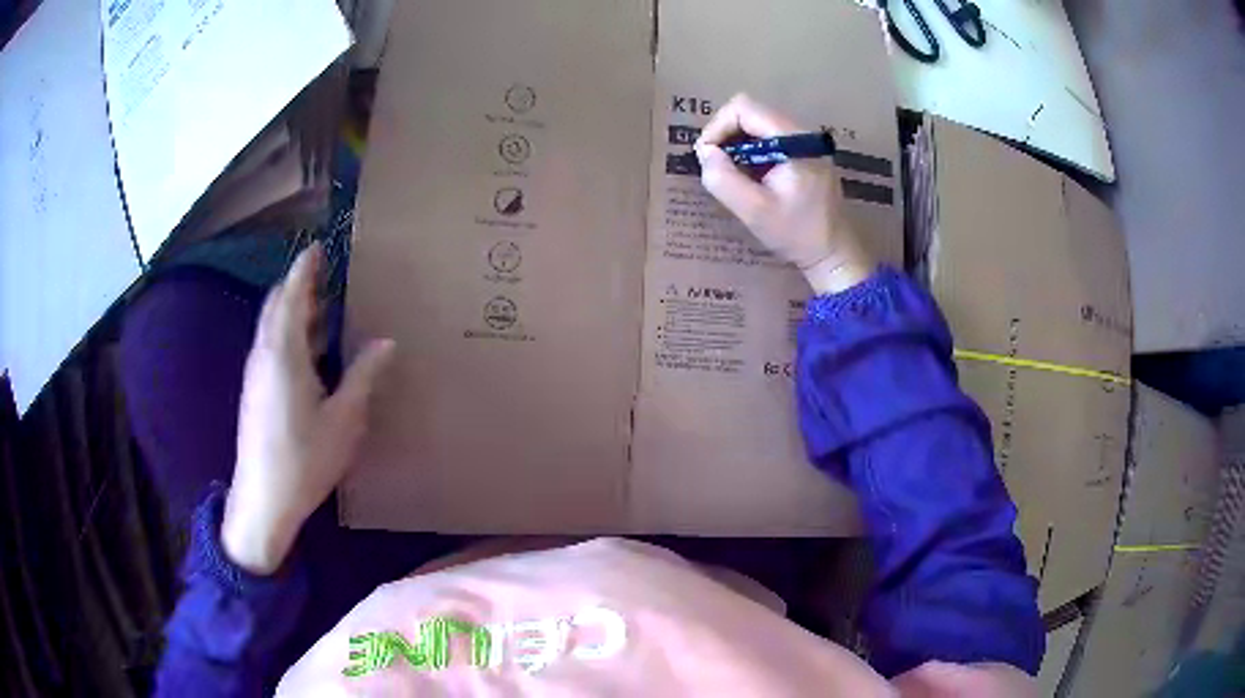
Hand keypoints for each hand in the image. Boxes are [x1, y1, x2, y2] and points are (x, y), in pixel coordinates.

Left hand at [222, 243, 394, 574]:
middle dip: (297, 285)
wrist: (263, 498)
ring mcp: (256, 373)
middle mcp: (264, 354)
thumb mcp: (344, 418)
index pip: (291, 295)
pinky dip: (286, 332)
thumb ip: (363, 375)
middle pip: (276, 305)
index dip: (304, 269)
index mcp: (285, 352)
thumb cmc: (305, 458)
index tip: (316, 247)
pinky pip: (270, 345)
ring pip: (271, 326)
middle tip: (322, 273)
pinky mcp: (254, 390)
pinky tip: (307, 350)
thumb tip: (385, 342)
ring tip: (320, 306)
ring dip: (291, 309)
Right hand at [694, 94, 874, 294]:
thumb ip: (724, 179)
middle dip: (725, 135)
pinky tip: (749, 177)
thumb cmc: (797, 234)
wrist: (833, 254)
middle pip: (750, 112)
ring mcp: (805, 141)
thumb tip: (704, 152)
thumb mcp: (754, 211)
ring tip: (731, 175)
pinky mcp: (804, 152)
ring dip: (736, 144)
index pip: (744, 108)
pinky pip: (768, 137)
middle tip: (715, 167)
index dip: (717, 127)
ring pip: (757, 124)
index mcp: (794, 139)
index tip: (707, 157)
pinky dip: (751, 151)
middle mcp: (802, 132)